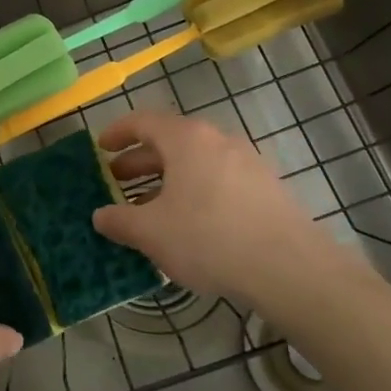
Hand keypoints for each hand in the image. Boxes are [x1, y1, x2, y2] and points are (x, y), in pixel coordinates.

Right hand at [92, 111, 369, 324]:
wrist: (290, 268)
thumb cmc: (209, 238)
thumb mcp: (152, 232)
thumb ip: (120, 220)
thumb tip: (100, 216)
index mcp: (186, 138)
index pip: (143, 122)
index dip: (117, 133)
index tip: (101, 148)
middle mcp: (217, 140)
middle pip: (170, 141)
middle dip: (140, 161)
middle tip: (117, 181)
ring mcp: (246, 162)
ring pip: (195, 163)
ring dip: (167, 179)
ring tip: (149, 207)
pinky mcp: (266, 188)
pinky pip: (218, 180)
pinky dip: (195, 191)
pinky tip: (189, 223)